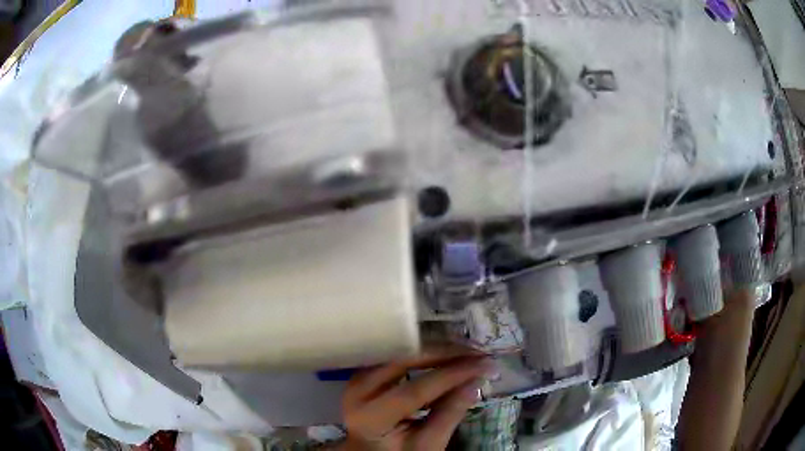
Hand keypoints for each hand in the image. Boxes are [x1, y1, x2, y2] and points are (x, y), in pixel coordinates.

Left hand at [337, 350, 493, 449]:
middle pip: (400, 362)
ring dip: (432, 351)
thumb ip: (449, 414)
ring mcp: (356, 381)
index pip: (413, 391)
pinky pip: (392, 358)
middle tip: (475, 351)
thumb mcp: (427, 445)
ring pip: (396, 354)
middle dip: (442, 354)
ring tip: (464, 351)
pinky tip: (442, 355)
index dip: (450, 375)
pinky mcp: (363, 376)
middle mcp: (355, 393)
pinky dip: (419, 355)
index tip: (483, 364)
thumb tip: (476, 380)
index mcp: (368, 419)